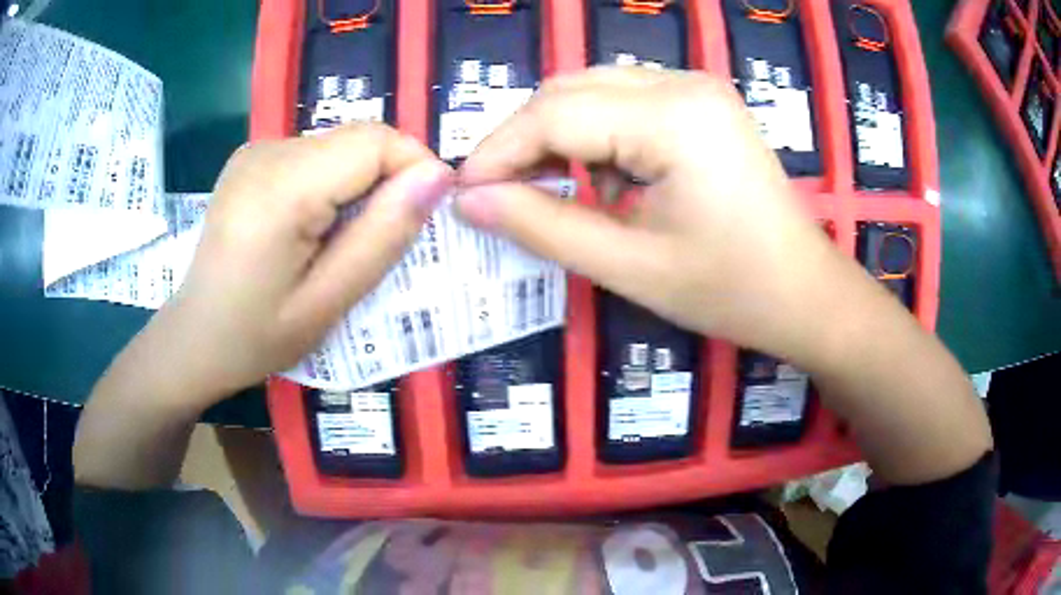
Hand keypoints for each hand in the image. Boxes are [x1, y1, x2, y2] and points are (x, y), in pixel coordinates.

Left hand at [154, 124, 452, 403]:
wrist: (195, 337)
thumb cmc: (256, 336)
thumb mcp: (328, 302)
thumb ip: (382, 236)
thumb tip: (437, 177)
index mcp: (281, 188)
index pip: (375, 141)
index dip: (413, 168)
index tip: (422, 218)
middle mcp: (267, 151)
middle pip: (358, 138)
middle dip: (387, 179)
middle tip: (380, 239)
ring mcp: (255, 149)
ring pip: (340, 144)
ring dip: (359, 183)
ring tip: (342, 238)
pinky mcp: (252, 157)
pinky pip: (315, 153)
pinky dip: (333, 181)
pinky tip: (313, 224)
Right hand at [457, 67, 842, 360]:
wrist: (806, 294)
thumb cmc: (732, 290)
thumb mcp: (630, 266)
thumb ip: (542, 226)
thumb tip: (468, 201)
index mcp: (673, 117)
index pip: (554, 114)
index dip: (497, 152)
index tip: (463, 195)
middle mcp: (683, 83)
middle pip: (569, 90)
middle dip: (523, 140)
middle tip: (497, 195)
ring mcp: (696, 88)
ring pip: (592, 90)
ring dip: (557, 136)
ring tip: (548, 192)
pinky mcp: (701, 104)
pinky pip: (625, 101)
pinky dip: (595, 136)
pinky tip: (605, 181)